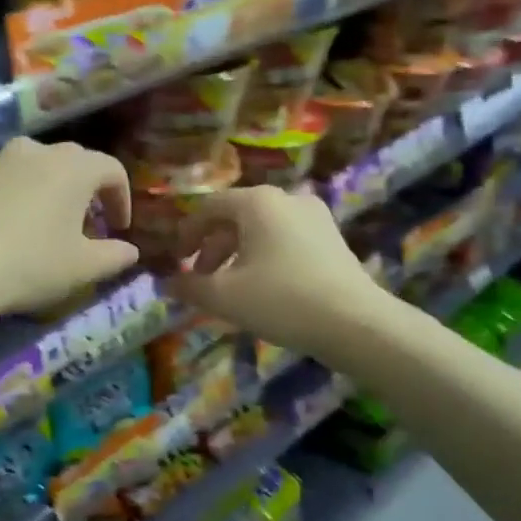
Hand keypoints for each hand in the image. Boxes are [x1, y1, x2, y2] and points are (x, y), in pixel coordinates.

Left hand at [0, 138, 137, 334]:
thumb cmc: (30, 264)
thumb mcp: (82, 268)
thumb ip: (115, 255)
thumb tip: (130, 251)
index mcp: (74, 166)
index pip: (112, 170)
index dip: (122, 199)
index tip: (119, 228)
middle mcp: (39, 150)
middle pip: (76, 163)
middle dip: (90, 192)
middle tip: (91, 227)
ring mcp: (1, 159)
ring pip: (42, 167)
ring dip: (56, 190)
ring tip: (54, 225)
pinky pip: (13, 178)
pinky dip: (26, 194)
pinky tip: (19, 226)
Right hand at [166, 186, 388, 356]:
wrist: (354, 322)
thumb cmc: (280, 299)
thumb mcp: (223, 296)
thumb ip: (188, 286)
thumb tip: (166, 284)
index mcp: (256, 202)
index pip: (208, 207)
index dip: (186, 233)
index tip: (176, 261)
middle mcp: (286, 198)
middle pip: (235, 217)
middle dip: (211, 248)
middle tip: (200, 278)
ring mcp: (314, 216)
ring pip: (261, 229)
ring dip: (236, 254)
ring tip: (229, 287)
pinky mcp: (331, 238)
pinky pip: (285, 240)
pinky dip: (263, 257)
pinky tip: (261, 287)